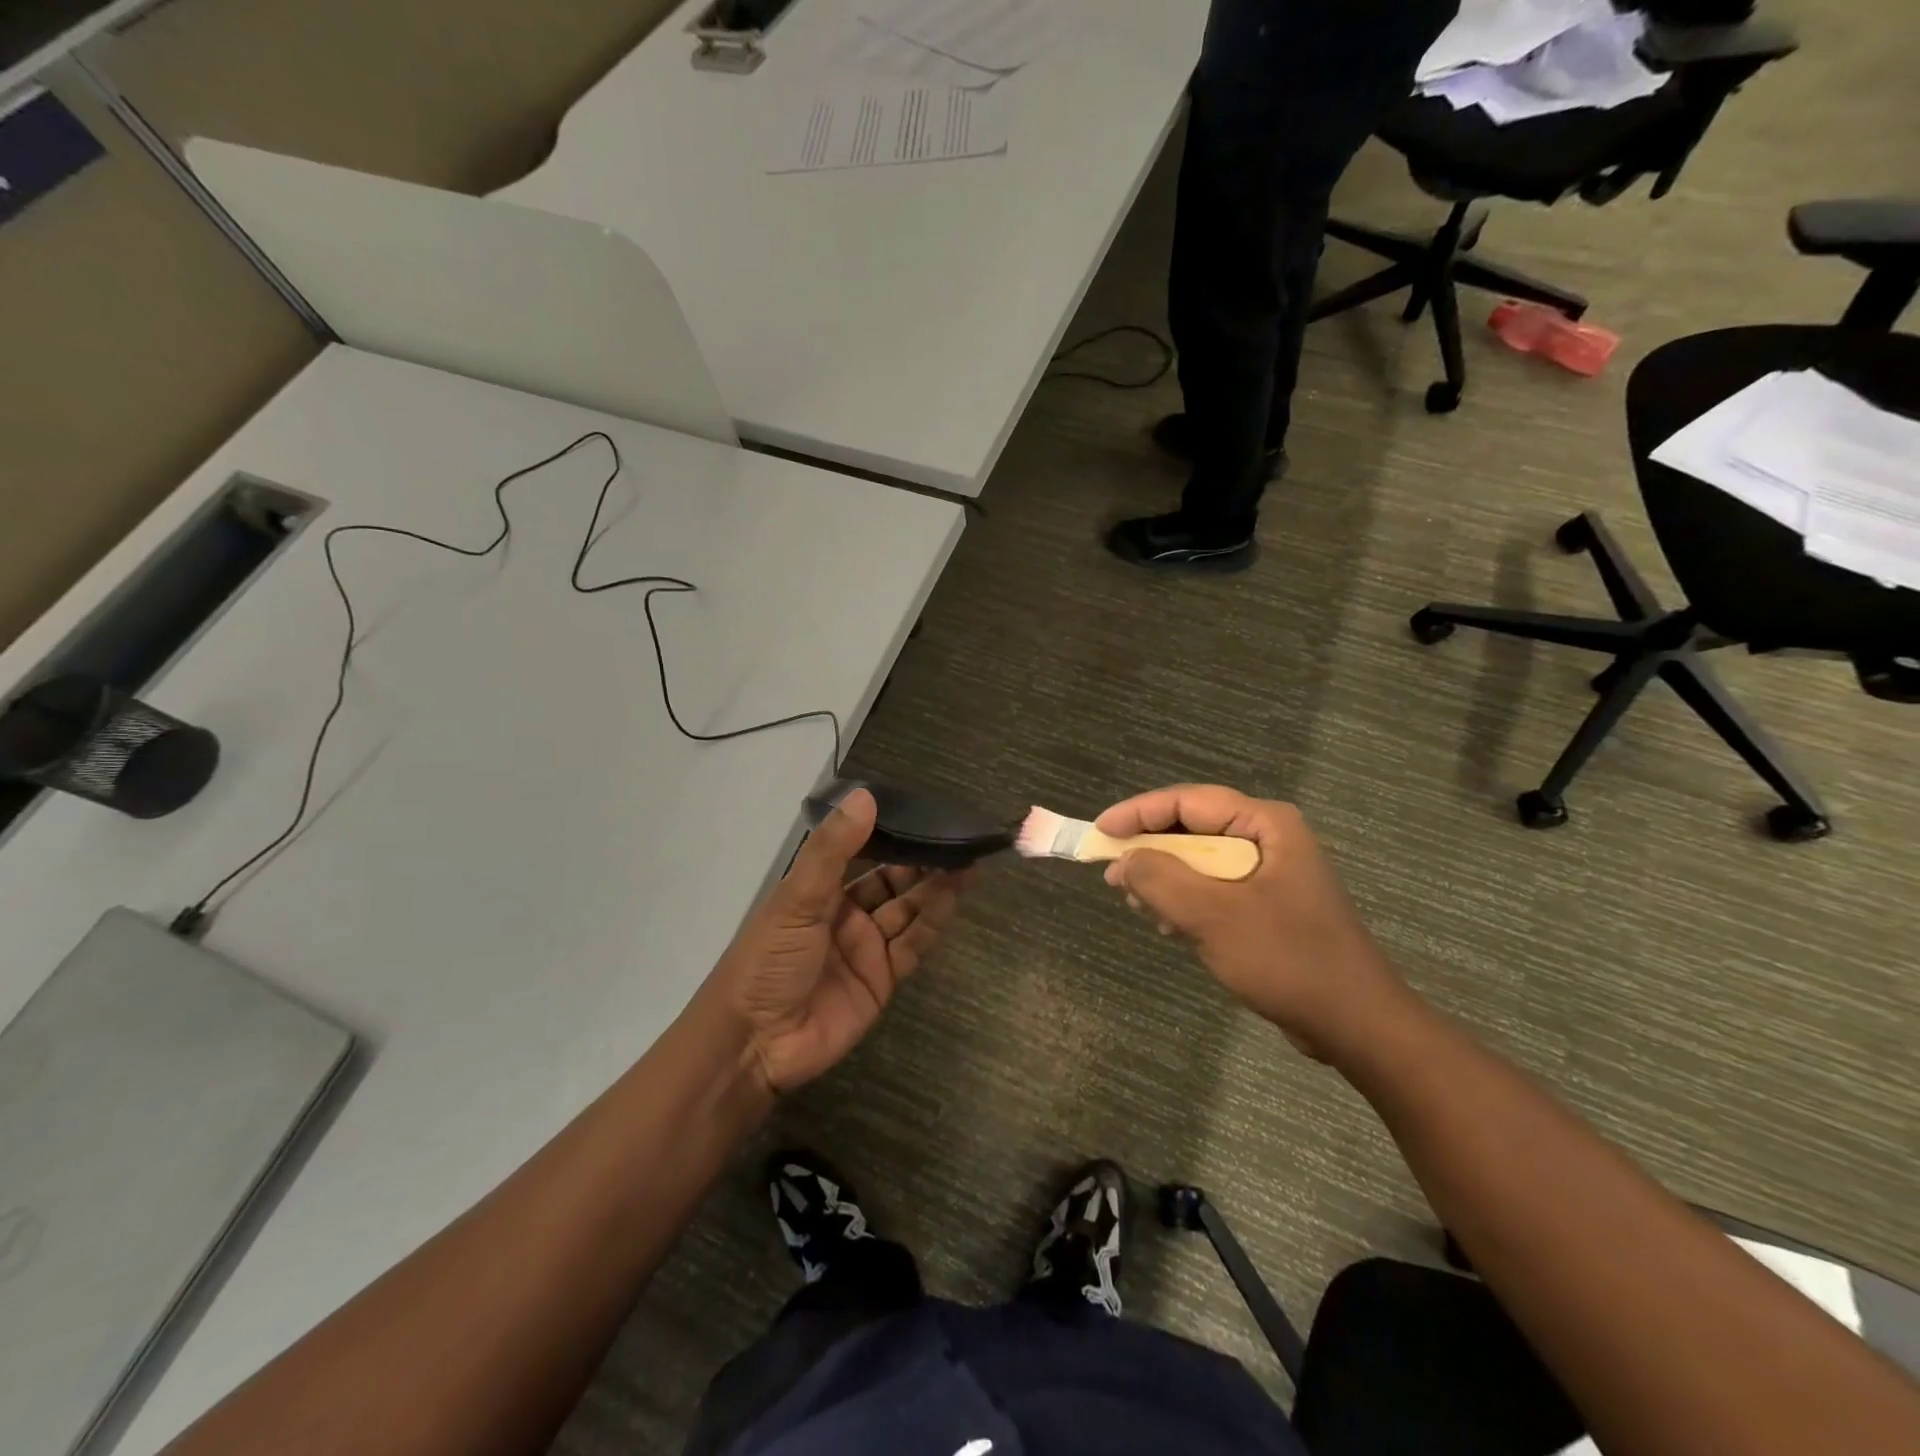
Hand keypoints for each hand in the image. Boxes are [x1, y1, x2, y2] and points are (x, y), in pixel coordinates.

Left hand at [711, 788, 970, 1092]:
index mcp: (819, 890)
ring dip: (935, 886)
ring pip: (908, 909)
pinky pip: (914, 944)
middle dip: (921, 859)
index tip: (922, 809)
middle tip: (957, 836)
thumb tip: (866, 795)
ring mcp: (866, 947)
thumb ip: (832, 850)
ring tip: (967, 860)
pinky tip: (954, 895)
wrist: (755, 1045)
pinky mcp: (883, 978)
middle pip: (892, 880)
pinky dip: (934, 920)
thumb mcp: (796, 899)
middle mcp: (845, 913)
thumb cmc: (767, 961)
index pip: (861, 851)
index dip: (890, 832)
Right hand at [1096, 785, 1408, 1060]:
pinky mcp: (1268, 905)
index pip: (1187, 802)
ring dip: (1166, 881)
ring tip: (1140, 907)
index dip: (1138, 813)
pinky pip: (1214, 890)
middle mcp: (1268, 839)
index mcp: (1266, 825)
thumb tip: (1122, 860)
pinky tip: (1172, 929)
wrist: (1357, 1025)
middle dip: (1150, 852)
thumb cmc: (1287, 960)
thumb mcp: (1214, 916)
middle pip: (1191, 829)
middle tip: (1114, 877)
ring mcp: (1270, 873)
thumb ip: (1161, 880)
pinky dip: (1187, 903)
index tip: (1100, 833)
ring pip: (1199, 862)